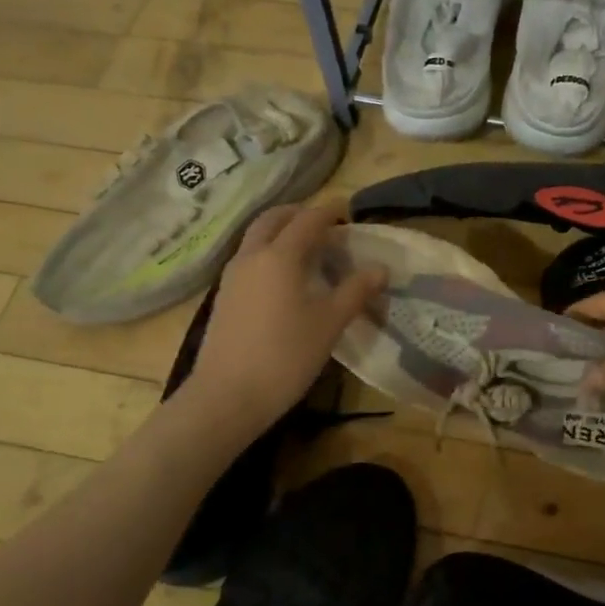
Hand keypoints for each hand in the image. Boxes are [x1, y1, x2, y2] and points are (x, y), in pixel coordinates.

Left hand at [179, 204, 385, 433]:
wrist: (227, 396)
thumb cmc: (285, 356)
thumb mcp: (329, 324)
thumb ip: (355, 291)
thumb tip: (380, 268)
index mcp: (279, 256)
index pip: (307, 220)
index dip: (329, 211)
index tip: (347, 209)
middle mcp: (251, 257)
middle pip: (273, 220)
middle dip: (298, 214)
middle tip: (323, 223)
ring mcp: (232, 277)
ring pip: (256, 239)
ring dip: (280, 233)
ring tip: (306, 249)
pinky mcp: (224, 297)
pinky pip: (248, 260)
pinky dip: (268, 253)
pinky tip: (283, 279)